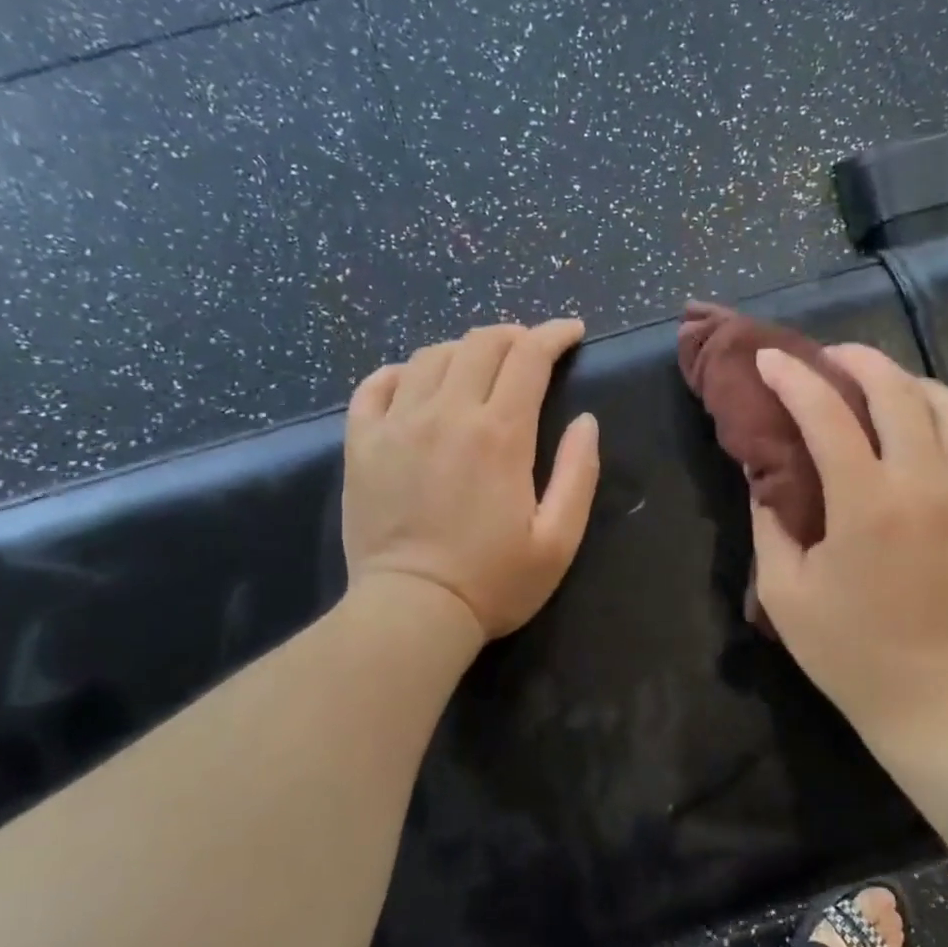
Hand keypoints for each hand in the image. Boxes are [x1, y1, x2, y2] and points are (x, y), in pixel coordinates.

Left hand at [341, 320, 599, 643]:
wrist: (411, 613)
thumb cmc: (494, 582)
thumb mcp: (559, 539)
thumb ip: (579, 473)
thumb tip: (586, 420)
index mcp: (500, 434)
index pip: (529, 356)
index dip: (554, 335)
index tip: (572, 333)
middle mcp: (447, 414)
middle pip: (480, 343)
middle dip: (513, 335)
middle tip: (530, 351)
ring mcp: (397, 425)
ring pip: (430, 356)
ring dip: (463, 351)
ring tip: (479, 368)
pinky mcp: (361, 444)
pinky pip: (375, 386)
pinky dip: (400, 373)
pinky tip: (413, 383)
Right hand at [750, 343, 947, 732]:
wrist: (934, 699)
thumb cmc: (848, 650)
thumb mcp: (785, 591)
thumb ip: (769, 522)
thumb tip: (763, 474)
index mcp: (866, 503)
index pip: (826, 414)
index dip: (793, 379)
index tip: (770, 360)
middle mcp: (926, 484)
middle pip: (898, 391)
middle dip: (859, 360)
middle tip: (832, 359)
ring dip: (916, 386)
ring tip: (888, 390)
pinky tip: (942, 450)